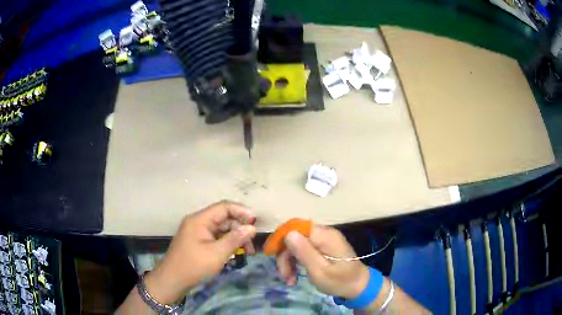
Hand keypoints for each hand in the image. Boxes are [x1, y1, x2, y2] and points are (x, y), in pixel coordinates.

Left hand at [145, 201, 256, 304]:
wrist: (172, 280)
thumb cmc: (194, 265)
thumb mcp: (217, 253)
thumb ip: (235, 239)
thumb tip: (252, 227)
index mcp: (200, 219)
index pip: (224, 207)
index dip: (242, 211)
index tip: (256, 222)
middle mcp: (198, 222)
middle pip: (224, 218)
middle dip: (240, 229)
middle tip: (252, 245)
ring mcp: (197, 232)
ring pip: (221, 229)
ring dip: (235, 238)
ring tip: (247, 252)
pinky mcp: (198, 242)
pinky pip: (216, 238)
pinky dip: (226, 244)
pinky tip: (234, 254)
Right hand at [276, 225, 369, 298]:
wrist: (358, 286)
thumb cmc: (340, 281)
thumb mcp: (319, 270)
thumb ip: (304, 252)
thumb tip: (288, 233)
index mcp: (324, 236)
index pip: (295, 226)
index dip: (280, 238)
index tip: (271, 255)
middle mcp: (323, 233)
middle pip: (294, 236)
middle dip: (285, 255)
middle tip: (284, 275)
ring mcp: (323, 240)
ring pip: (296, 244)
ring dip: (289, 261)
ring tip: (290, 280)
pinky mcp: (322, 247)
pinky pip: (303, 250)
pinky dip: (297, 262)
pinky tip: (295, 276)